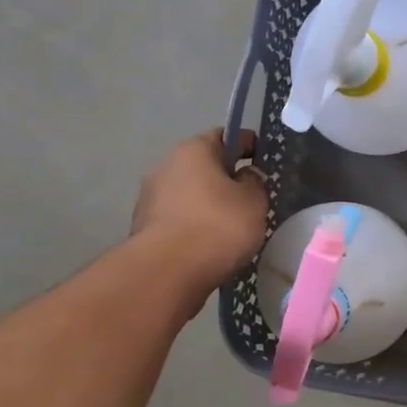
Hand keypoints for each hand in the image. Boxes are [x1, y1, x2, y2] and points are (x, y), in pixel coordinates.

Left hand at [130, 130, 268, 303]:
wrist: (168, 271)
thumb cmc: (218, 226)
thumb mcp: (254, 201)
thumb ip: (254, 182)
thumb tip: (244, 176)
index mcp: (194, 150)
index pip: (225, 135)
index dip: (247, 144)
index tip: (262, 158)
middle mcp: (165, 165)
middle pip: (202, 165)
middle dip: (224, 177)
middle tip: (248, 196)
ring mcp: (149, 197)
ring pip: (188, 193)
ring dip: (206, 202)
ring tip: (229, 225)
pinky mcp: (144, 226)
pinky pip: (177, 218)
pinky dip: (193, 224)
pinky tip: (209, 243)